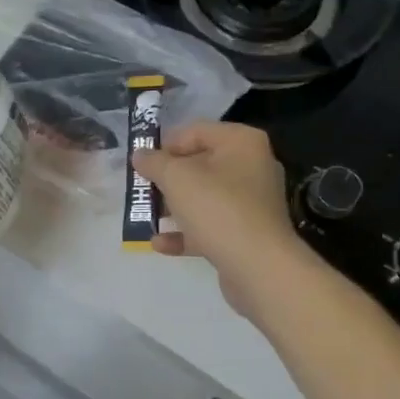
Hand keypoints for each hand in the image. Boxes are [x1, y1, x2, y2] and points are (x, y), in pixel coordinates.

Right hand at [132, 122, 307, 316]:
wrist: (259, 267)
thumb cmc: (217, 209)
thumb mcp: (176, 178)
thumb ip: (154, 162)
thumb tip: (140, 155)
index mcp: (241, 143)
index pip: (196, 131)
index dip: (165, 144)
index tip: (142, 163)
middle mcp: (251, 167)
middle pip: (200, 165)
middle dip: (167, 178)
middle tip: (141, 189)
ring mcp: (251, 203)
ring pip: (203, 197)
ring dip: (173, 207)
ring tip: (145, 216)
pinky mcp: (246, 234)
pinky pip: (210, 226)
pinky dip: (186, 232)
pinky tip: (159, 243)